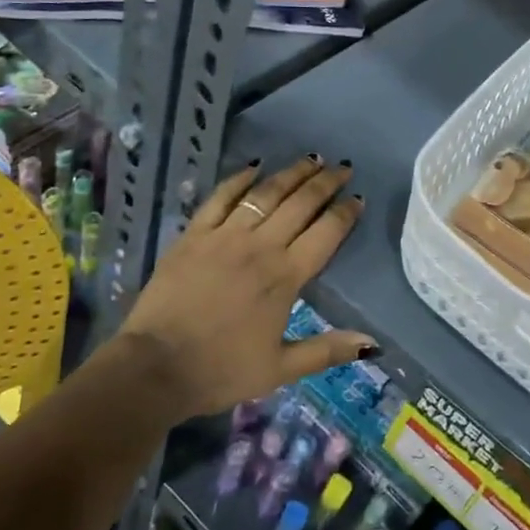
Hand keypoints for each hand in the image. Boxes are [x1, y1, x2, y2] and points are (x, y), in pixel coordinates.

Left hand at [115, 156, 372, 418]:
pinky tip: (255, 165)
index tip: (358, 197)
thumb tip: (373, 343)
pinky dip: (240, 178)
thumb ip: (327, 350)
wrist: (156, 366)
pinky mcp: (194, 234)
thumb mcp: (280, 369)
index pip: (325, 233)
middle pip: (300, 204)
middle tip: (342, 166)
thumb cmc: (221, 370)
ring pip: (265, 194)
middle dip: (325, 182)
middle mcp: (260, 246)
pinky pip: (221, 197)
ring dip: (291, 173)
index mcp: (285, 277)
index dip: (345, 213)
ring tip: (311, 159)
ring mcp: (225, 235)